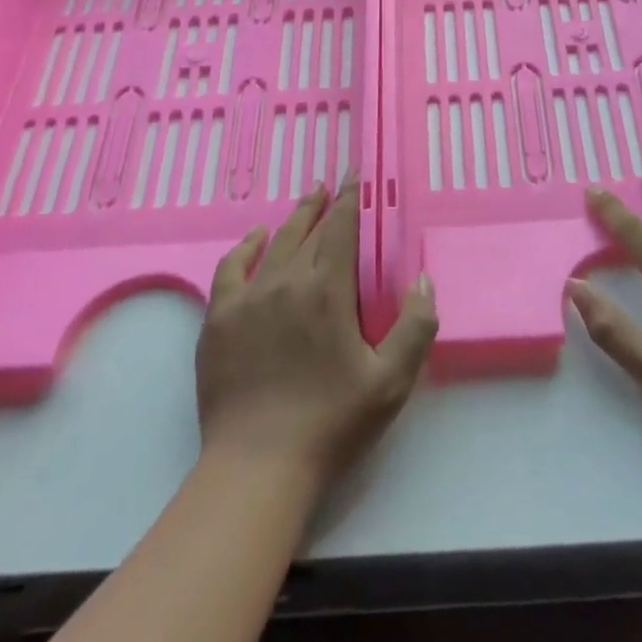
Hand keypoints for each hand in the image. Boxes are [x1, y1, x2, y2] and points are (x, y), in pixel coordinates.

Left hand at [196, 179, 436, 493]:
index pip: (341, 228)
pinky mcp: (219, 319)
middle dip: (325, 204)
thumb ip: (416, 326)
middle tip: (334, 183)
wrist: (257, 466)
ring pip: (274, 243)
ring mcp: (247, 299)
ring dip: (293, 218)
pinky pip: (231, 268)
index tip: (354, 174)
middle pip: (308, 230)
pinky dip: (245, 247)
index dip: (350, 199)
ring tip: (307, 198)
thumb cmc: (331, 422)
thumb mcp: (391, 381)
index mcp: (327, 290)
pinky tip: (255, 239)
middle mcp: (286, 282)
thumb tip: (423, 278)